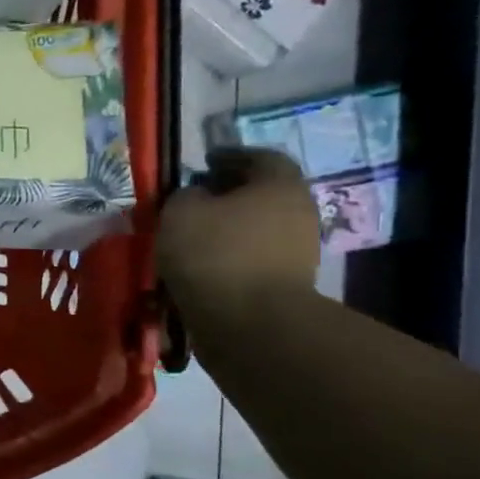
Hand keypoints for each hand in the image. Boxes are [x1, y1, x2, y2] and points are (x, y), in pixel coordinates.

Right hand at [159, 148, 320, 312]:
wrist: (249, 322)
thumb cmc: (215, 254)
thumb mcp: (180, 211)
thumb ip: (185, 195)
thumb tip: (196, 197)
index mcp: (280, 184)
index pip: (261, 156)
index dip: (230, 156)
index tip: (203, 164)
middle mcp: (299, 212)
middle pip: (263, 193)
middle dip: (230, 194)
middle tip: (195, 200)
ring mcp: (298, 250)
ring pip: (258, 227)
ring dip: (229, 228)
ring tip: (193, 236)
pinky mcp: (287, 283)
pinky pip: (255, 258)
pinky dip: (231, 256)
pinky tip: (203, 264)